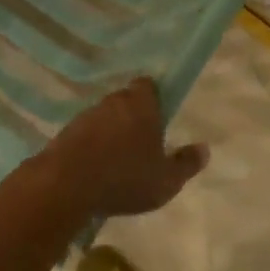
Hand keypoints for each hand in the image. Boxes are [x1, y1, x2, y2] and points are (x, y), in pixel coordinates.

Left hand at [36, 78, 208, 217]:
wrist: (65, 185)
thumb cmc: (124, 178)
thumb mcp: (166, 180)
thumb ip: (186, 163)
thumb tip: (204, 148)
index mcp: (140, 104)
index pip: (147, 85)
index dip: (154, 97)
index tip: (159, 115)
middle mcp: (112, 102)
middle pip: (125, 101)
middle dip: (133, 116)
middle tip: (141, 142)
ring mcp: (85, 116)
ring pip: (104, 117)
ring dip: (110, 132)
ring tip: (117, 160)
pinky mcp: (64, 133)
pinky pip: (85, 134)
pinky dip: (91, 145)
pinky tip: (95, 169)